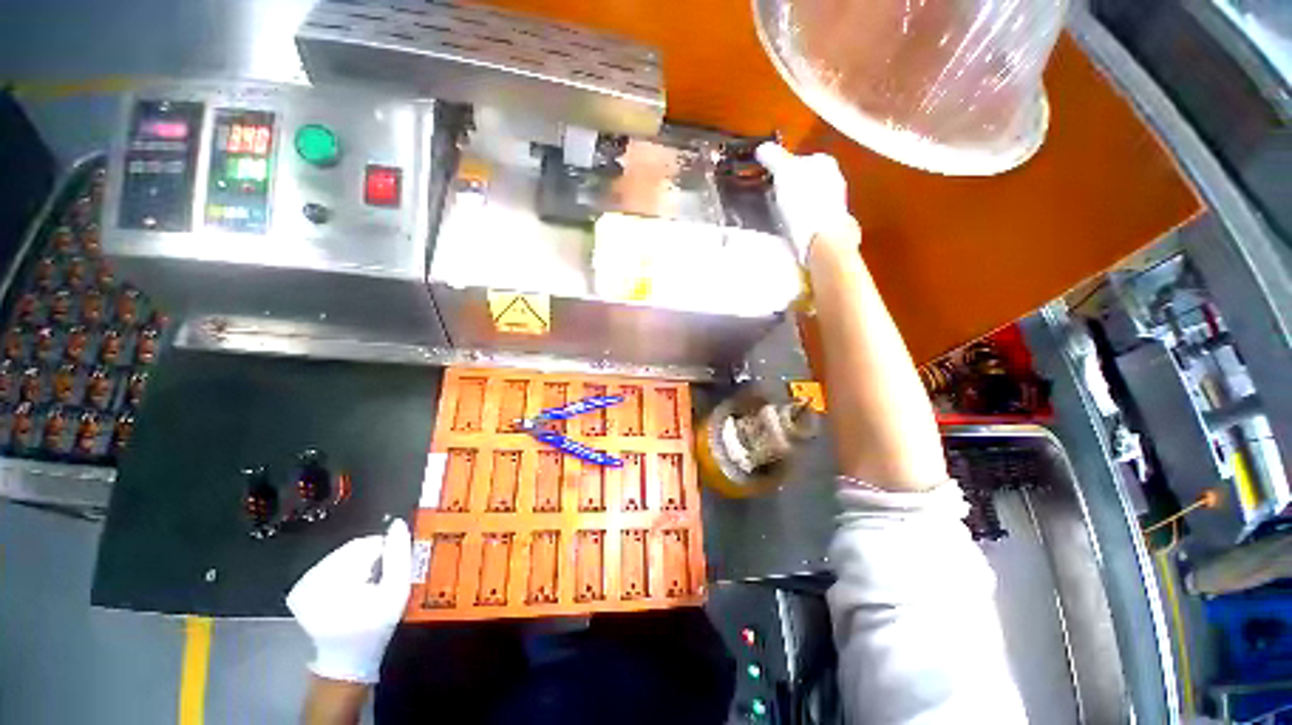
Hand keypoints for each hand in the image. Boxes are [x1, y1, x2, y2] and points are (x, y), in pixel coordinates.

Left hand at [287, 519, 412, 683]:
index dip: (384, 551)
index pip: (365, 545)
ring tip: (364, 586)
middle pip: (350, 549)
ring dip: (355, 564)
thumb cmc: (376, 625)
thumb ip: (399, 556)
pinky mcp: (297, 590)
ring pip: (339, 556)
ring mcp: (301, 586)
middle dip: (368, 558)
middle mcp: (311, 581)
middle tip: (378, 579)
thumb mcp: (397, 591)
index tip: (390, 569)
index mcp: (335, 582)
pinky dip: (341, 572)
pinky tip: (347, 589)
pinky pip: (326, 566)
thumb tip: (398, 523)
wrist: (347, 659)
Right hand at [756, 143, 856, 262]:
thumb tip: (763, 148)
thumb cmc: (803, 202)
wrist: (821, 238)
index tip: (771, 179)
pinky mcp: (831, 223)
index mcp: (824, 162)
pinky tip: (792, 228)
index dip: (783, 169)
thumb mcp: (784, 173)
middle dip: (791, 186)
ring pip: (809, 198)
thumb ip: (774, 158)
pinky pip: (811, 216)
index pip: (800, 159)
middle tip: (774, 197)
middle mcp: (835, 179)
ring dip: (796, 204)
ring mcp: (835, 202)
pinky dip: (801, 220)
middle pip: (806, 179)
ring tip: (781, 215)